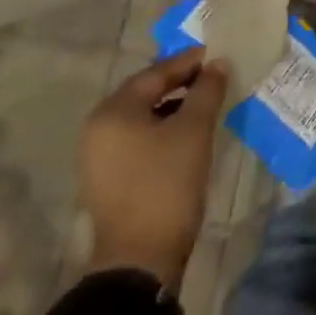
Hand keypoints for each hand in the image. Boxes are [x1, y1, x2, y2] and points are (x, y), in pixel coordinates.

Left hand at [79, 48, 228, 289]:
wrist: (140, 260)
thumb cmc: (166, 184)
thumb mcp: (194, 131)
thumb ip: (206, 91)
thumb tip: (217, 64)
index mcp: (113, 111)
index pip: (155, 73)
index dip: (189, 62)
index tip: (217, 55)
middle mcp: (98, 128)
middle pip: (145, 93)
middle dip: (180, 82)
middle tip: (214, 76)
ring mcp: (99, 156)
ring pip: (142, 117)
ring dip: (172, 106)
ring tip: (205, 103)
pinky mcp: (107, 178)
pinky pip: (137, 139)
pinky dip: (162, 129)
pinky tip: (186, 133)